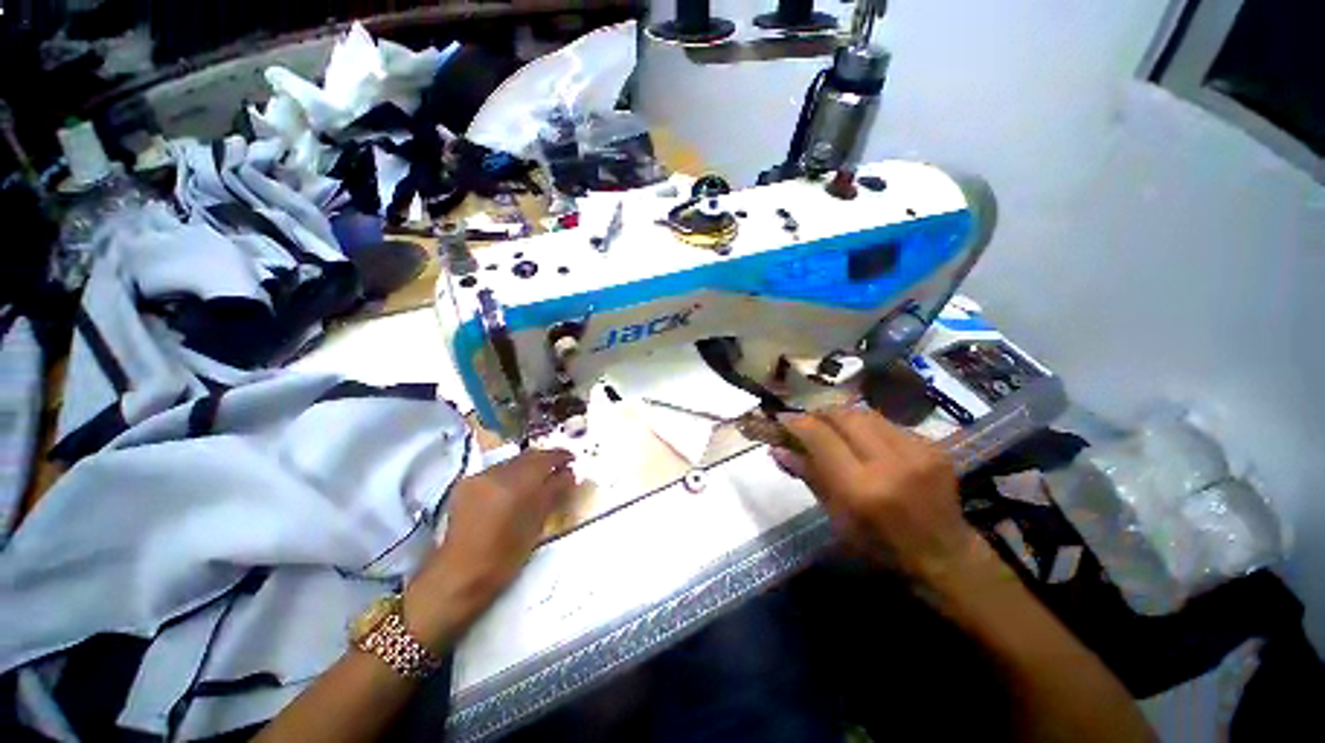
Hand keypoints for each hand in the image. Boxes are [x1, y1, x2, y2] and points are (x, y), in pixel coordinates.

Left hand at [404, 449, 574, 647]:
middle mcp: (496, 473)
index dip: (561, 456)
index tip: (572, 460)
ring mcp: (479, 476)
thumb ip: (555, 492)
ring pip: (511, 462)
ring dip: (527, 467)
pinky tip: (514, 488)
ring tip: (538, 479)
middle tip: (559, 468)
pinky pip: (496, 471)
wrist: (460, 575)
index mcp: (516, 483)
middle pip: (527, 456)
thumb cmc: (505, 556)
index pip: (545, 458)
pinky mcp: (466, 484)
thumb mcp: (538, 523)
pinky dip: (510, 474)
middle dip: (545, 460)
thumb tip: (569, 473)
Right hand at [771, 407, 978, 582]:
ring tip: (832, 428)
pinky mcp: (934, 445)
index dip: (796, 423)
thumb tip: (777, 448)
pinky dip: (867, 427)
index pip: (819, 436)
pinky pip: (887, 423)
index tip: (782, 420)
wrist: (945, 554)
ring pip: (865, 413)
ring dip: (842, 417)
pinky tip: (864, 440)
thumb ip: (808, 475)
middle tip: (807, 422)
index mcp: (860, 488)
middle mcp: (889, 462)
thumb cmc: (881, 545)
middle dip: (819, 414)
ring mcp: (917, 450)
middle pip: (843, 415)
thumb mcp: (836, 516)